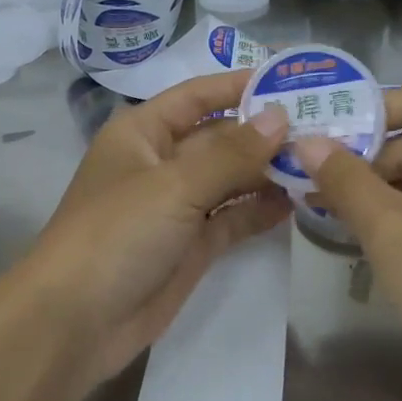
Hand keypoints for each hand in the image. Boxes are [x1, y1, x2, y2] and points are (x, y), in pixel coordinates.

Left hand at [16, 71, 291, 387]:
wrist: (75, 322)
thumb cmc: (117, 233)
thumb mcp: (173, 185)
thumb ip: (231, 153)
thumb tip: (280, 116)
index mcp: (143, 133)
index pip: (197, 96)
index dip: (240, 86)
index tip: (293, 79)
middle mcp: (160, 163)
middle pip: (220, 137)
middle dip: (265, 132)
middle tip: (326, 126)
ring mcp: (177, 207)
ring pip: (230, 179)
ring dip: (269, 171)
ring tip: (321, 162)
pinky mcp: (191, 246)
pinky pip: (232, 218)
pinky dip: (260, 209)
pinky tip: (298, 201)